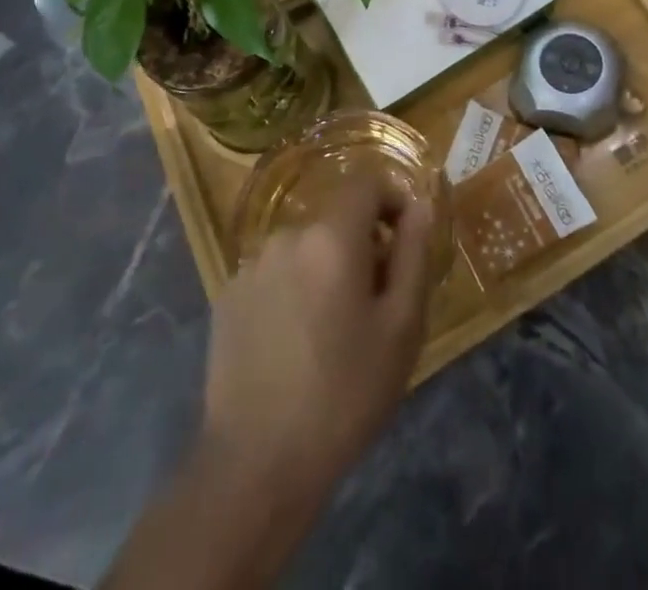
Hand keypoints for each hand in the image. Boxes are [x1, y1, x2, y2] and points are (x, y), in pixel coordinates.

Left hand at [196, 172, 434, 516]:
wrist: (255, 467)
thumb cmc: (344, 395)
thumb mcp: (401, 327)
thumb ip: (414, 254)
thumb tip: (420, 206)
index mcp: (331, 236)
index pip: (367, 181)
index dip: (392, 198)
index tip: (405, 241)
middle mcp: (287, 235)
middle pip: (336, 217)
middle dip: (362, 244)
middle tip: (375, 302)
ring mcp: (251, 265)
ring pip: (306, 247)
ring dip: (327, 267)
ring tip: (334, 329)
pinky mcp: (227, 297)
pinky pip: (276, 274)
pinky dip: (295, 289)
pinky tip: (295, 343)